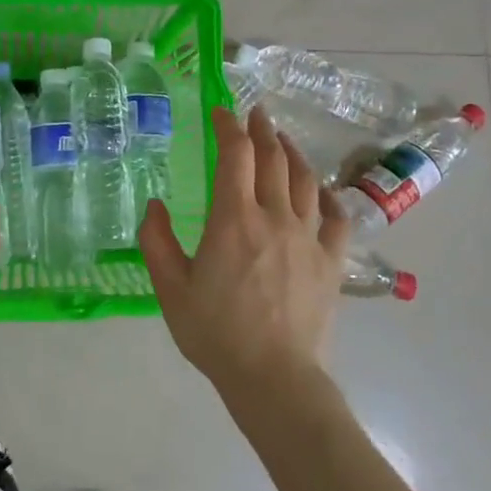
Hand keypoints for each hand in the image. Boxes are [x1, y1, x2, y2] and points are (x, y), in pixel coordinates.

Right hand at [141, 106, 350, 399]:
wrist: (274, 378)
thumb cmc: (216, 333)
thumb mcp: (170, 289)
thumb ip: (156, 241)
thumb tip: (154, 205)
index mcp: (233, 219)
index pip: (235, 154)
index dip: (228, 127)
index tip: (221, 113)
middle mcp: (275, 217)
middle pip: (274, 158)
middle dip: (263, 130)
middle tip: (256, 114)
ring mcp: (308, 238)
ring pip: (306, 181)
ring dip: (293, 153)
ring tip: (283, 141)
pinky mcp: (330, 262)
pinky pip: (336, 218)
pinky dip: (327, 196)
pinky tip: (320, 191)